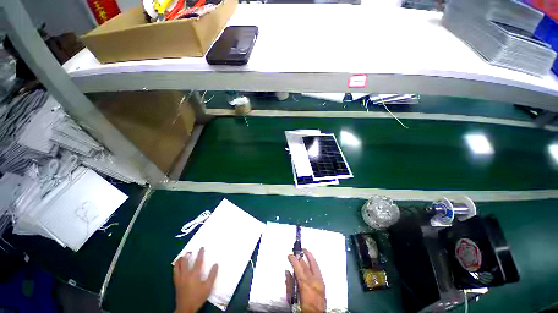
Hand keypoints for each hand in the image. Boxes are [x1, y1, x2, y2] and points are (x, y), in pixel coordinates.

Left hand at [173, 247, 218, 312]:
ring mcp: (179, 278)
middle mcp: (185, 274)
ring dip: (180, 260)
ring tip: (182, 256)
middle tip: (190, 251)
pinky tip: (177, 266)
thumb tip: (216, 264)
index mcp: (194, 274)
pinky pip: (174, 272)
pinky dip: (176, 266)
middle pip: (185, 262)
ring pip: (177, 266)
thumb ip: (212, 275)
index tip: (202, 247)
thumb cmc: (198, 297)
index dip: (200, 253)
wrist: (186, 308)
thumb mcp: (208, 287)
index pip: (198, 261)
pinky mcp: (176, 283)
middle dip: (187, 255)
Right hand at [286, 249, 325, 312]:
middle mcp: (313, 281)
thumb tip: (288, 272)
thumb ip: (290, 285)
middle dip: (300, 257)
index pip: (298, 267)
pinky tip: (311, 260)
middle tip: (295, 252)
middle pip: (306, 265)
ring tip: (304, 250)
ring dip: (309, 256)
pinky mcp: (323, 284)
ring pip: (314, 265)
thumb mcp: (292, 299)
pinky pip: (318, 270)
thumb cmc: (303, 309)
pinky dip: (314, 263)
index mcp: (305, 284)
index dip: (293, 260)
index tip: (289, 255)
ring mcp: (319, 282)